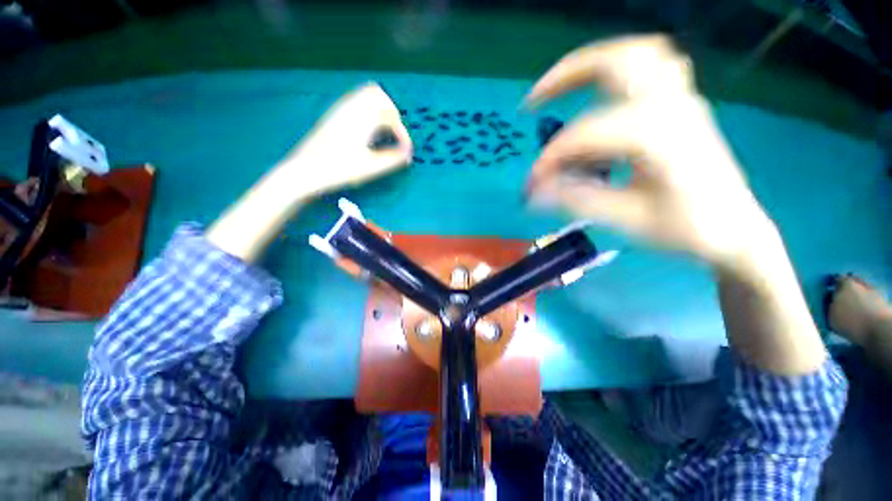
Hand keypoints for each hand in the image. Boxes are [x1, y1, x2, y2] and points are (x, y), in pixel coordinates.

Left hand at [207, 83, 411, 261]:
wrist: (305, 170)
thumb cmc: (339, 169)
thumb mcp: (371, 167)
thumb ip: (393, 159)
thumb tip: (409, 154)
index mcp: (362, 118)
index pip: (391, 115)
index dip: (402, 133)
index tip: (405, 151)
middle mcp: (351, 107)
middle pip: (378, 94)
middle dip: (392, 113)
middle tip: (396, 134)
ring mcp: (340, 110)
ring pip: (365, 95)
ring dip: (379, 110)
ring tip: (384, 133)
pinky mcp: (333, 116)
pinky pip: (355, 103)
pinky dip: (368, 112)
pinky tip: (368, 132)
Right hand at [525, 36, 774, 270]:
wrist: (734, 229)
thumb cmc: (684, 229)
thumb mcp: (626, 219)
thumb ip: (576, 199)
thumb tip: (535, 192)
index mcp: (657, 136)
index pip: (584, 135)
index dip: (551, 159)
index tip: (532, 187)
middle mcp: (670, 105)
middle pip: (613, 62)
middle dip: (564, 77)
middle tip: (532, 103)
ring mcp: (681, 99)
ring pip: (634, 54)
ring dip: (591, 65)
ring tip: (561, 89)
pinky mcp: (682, 104)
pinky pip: (652, 66)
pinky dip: (619, 70)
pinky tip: (601, 91)